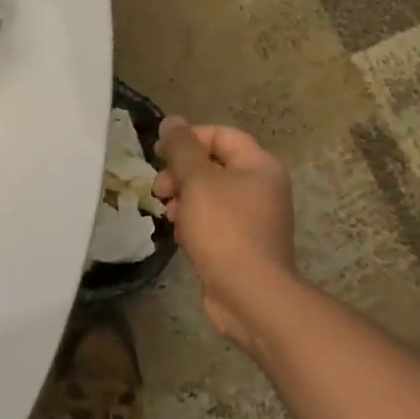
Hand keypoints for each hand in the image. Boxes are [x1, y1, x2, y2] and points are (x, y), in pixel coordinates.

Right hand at [154, 119, 298, 354]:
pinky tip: (180, 236)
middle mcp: (261, 188)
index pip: (221, 135)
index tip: (158, 152)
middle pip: (213, 164)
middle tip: (159, 188)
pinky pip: (212, 221)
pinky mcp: (241, 244)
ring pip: (208, 194)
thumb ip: (181, 148)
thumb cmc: (225, 230)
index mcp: (259, 166)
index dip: (188, 138)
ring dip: (182, 198)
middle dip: (180, 172)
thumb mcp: (198, 181)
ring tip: (167, 214)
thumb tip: (172, 121)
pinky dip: (193, 222)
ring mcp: (253, 218)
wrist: (250, 297)